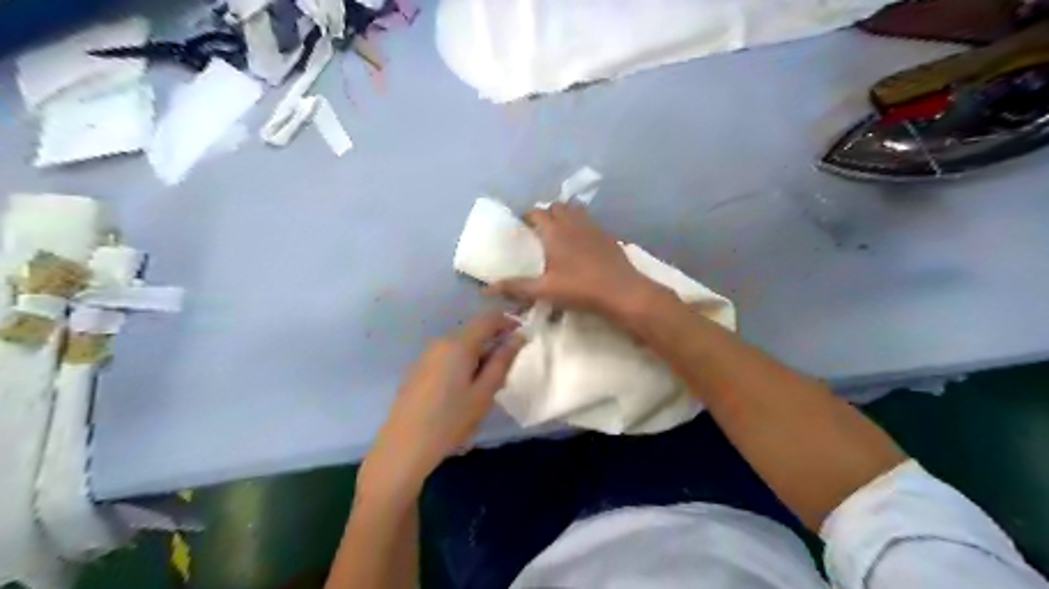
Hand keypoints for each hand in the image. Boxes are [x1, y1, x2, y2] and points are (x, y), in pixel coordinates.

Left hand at [360, 313, 524, 495]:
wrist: (403, 447)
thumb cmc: (450, 421)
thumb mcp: (484, 393)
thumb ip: (502, 362)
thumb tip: (518, 337)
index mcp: (458, 344)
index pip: (488, 319)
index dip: (508, 322)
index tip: (523, 337)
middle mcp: (440, 342)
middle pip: (473, 331)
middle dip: (493, 343)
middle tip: (506, 371)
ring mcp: (426, 355)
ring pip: (460, 345)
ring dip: (478, 355)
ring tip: (485, 386)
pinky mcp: (418, 369)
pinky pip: (447, 356)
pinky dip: (462, 363)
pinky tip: (462, 391)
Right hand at [491, 205, 661, 318]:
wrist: (621, 291)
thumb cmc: (580, 288)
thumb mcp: (544, 290)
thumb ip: (516, 287)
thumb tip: (487, 289)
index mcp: (555, 231)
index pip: (537, 212)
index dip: (527, 216)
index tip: (521, 227)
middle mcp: (573, 222)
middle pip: (556, 206)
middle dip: (546, 213)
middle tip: (540, 231)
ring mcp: (593, 227)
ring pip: (575, 210)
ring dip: (565, 216)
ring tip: (559, 233)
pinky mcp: (608, 235)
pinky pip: (590, 222)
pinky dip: (581, 226)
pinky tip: (581, 244)